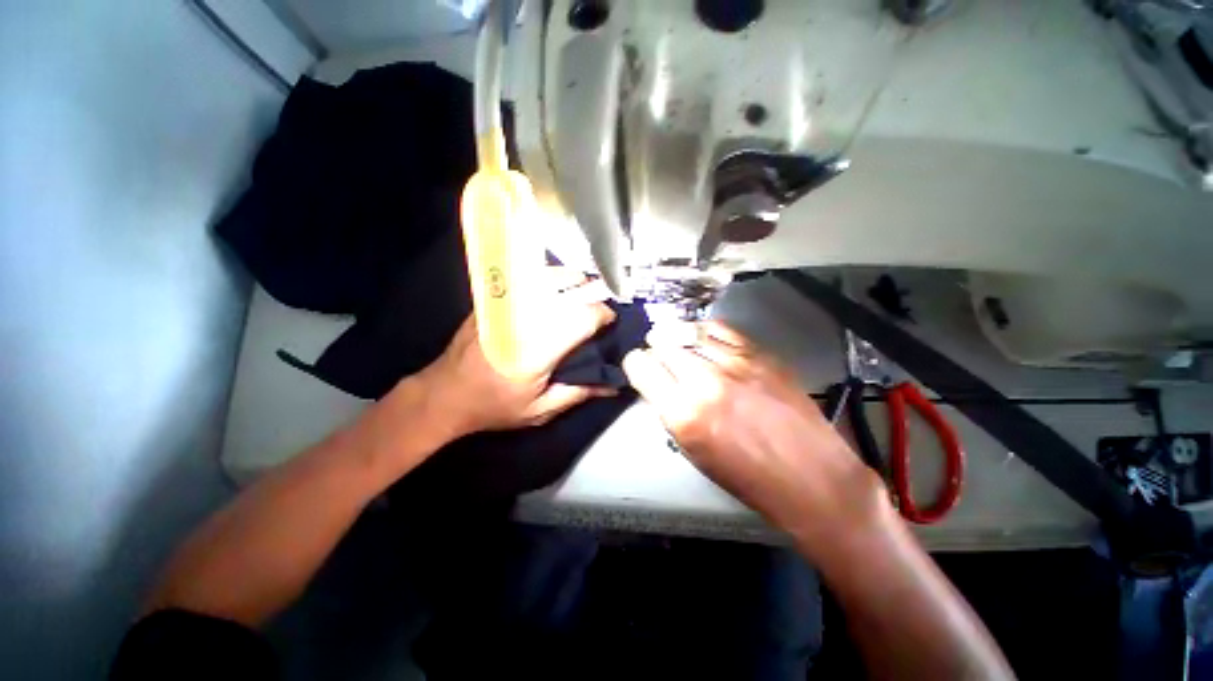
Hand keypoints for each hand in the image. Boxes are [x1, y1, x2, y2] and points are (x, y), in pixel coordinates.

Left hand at [418, 268, 617, 435]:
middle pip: (569, 291)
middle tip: (603, 303)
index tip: (611, 321)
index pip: (582, 318)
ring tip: (584, 289)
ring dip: (572, 279)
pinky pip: (528, 277)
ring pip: (549, 276)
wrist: (445, 394)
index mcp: (538, 350)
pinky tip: (556, 287)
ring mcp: (506, 305)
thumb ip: (578, 393)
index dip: (603, 315)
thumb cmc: (495, 406)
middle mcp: (523, 319)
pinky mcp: (494, 300)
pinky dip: (549, 278)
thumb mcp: (540, 410)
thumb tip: (613, 384)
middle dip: (593, 293)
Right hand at [622, 322, 889, 544]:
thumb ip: (670, 410)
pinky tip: (703, 338)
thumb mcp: (693, 450)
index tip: (642, 369)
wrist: (811, 476)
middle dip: (655, 349)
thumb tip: (659, 382)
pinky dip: (704, 331)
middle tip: (659, 357)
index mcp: (683, 413)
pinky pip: (720, 329)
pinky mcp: (761, 354)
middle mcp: (704, 381)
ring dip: (677, 337)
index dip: (636, 365)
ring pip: (688, 331)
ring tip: (677, 342)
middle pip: (662, 343)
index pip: (640, 365)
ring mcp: (735, 363)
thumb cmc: (746, 476)